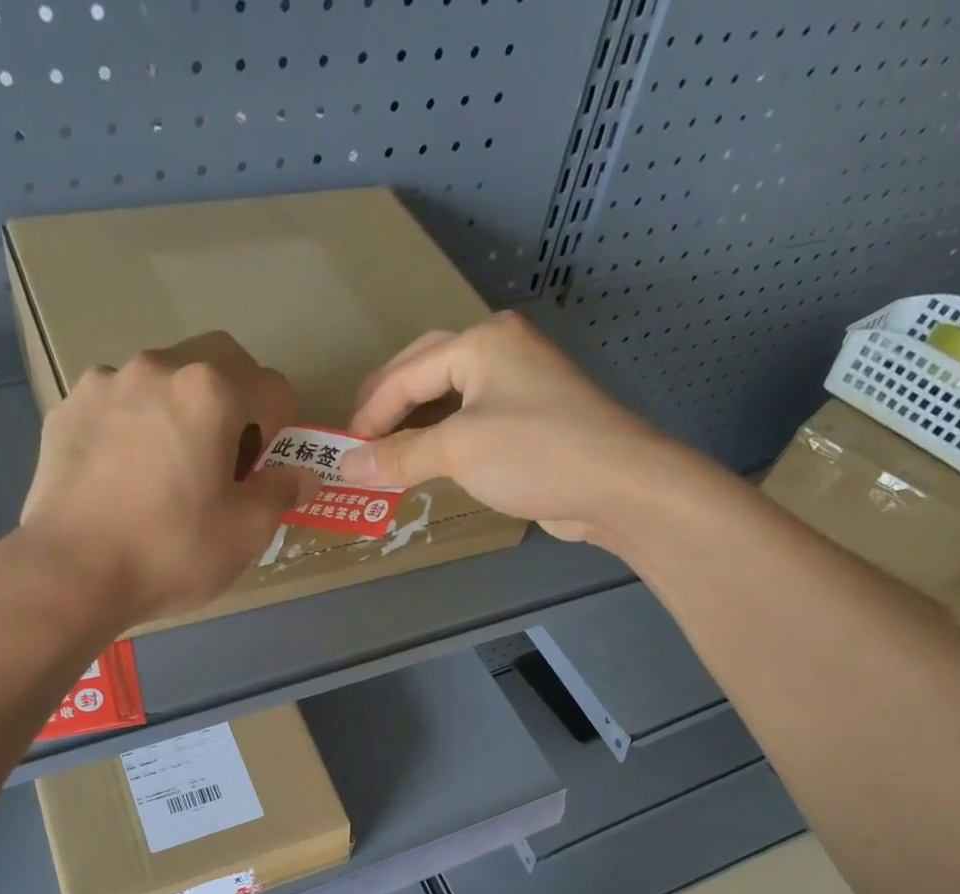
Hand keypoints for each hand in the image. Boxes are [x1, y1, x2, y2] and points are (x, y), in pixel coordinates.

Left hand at [17, 332, 309, 625]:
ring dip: (181, 412)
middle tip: (228, 459)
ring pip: (162, 381)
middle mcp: (157, 368)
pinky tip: (126, 476)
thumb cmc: (172, 550)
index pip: (272, 387)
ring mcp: (104, 383)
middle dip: (235, 404)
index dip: (284, 428)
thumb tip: (302, 476)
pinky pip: (118, 405)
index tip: (271, 468)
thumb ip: (282, 492)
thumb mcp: (247, 531)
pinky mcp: (67, 409)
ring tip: (171, 469)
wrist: (71, 572)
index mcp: (210, 391)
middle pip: (216, 365)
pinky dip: (136, 427)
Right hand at [341, 312, 685, 542]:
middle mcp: (500, 353)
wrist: (616, 486)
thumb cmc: (534, 453)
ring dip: (415, 426)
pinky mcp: (530, 422)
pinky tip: (427, 462)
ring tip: (385, 453)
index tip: (343, 450)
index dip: (370, 412)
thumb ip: (399, 457)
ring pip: (450, 400)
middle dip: (389, 406)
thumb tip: (346, 468)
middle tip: (358, 440)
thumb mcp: (458, 450)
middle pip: (426, 372)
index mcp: (482, 342)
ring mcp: (519, 387)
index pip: (407, 372)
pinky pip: (471, 424)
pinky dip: (443, 441)